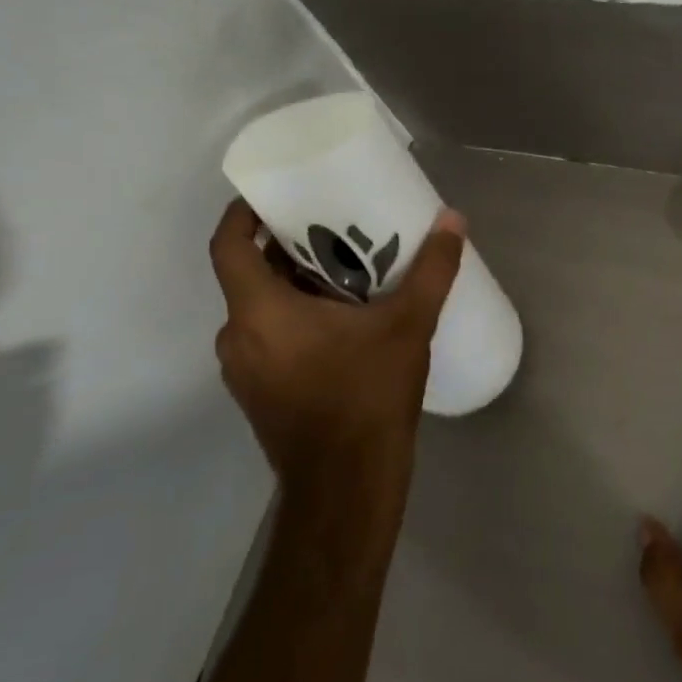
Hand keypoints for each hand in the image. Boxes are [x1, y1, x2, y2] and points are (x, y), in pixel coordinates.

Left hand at [208, 200, 466, 539]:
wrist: (347, 487)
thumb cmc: (367, 397)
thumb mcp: (408, 326)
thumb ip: (431, 271)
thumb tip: (453, 221)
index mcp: (259, 312)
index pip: (228, 246)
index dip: (243, 214)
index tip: (274, 195)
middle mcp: (238, 338)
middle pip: (249, 275)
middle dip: (285, 248)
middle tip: (331, 227)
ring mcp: (244, 371)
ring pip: (259, 309)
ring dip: (293, 286)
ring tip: (344, 271)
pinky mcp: (259, 394)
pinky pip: (268, 338)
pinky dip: (294, 319)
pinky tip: (342, 323)